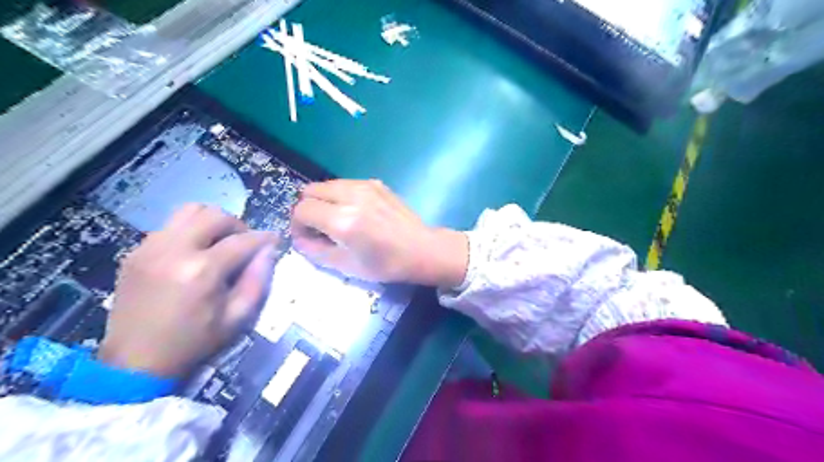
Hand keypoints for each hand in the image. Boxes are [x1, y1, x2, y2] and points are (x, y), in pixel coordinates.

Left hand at [98, 203, 279, 375]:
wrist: (135, 363)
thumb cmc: (194, 342)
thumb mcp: (238, 318)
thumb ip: (258, 280)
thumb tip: (268, 251)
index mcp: (202, 270)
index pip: (242, 240)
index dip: (264, 237)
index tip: (275, 239)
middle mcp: (174, 250)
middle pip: (214, 215)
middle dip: (237, 225)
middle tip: (245, 243)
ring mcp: (150, 248)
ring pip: (189, 211)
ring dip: (211, 222)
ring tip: (219, 242)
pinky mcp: (135, 252)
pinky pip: (169, 226)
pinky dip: (189, 231)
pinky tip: (194, 252)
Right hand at [293, 179, 466, 285]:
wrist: (421, 249)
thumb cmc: (385, 264)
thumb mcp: (346, 266)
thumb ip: (315, 250)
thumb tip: (299, 238)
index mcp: (343, 220)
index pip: (302, 210)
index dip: (297, 225)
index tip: (306, 236)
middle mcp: (351, 196)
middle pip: (310, 191)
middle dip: (307, 209)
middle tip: (319, 227)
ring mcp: (364, 186)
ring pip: (327, 184)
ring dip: (323, 200)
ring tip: (336, 219)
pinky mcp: (375, 183)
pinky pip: (345, 184)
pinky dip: (340, 195)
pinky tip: (355, 211)